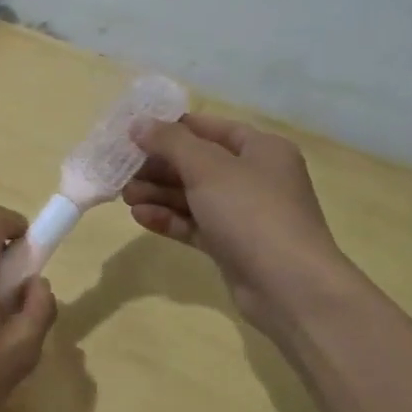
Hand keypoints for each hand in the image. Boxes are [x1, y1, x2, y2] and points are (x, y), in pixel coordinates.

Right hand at [123, 114, 353, 340]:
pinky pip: (195, 224)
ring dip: (158, 193)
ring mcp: (244, 214)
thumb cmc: (252, 212)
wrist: (289, 287)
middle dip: (158, 166)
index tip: (133, 133)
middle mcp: (255, 177)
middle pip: (198, 163)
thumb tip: (138, 124)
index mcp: (261, 149)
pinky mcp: (232, 245)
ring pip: (194, 195)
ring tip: (124, 195)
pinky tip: (140, 217)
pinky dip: (170, 218)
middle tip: (122, 169)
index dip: (171, 128)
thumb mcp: (208, 167)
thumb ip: (170, 142)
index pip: (209, 128)